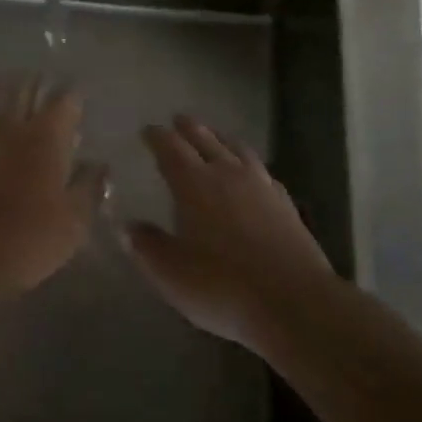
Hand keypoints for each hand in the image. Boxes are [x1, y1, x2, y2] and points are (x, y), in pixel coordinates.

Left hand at [0, 79, 103, 305]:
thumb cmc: (26, 240)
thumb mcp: (74, 223)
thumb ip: (89, 187)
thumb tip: (99, 165)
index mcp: (45, 136)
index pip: (64, 99)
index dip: (72, 99)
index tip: (76, 105)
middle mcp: (8, 124)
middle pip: (24, 89)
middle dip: (37, 87)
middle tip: (43, 93)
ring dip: (3, 100)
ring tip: (9, 106)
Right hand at [125, 115, 336, 349]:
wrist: (294, 302)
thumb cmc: (223, 287)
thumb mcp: (172, 274)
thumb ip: (147, 246)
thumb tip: (127, 226)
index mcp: (194, 184)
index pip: (171, 149)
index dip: (157, 137)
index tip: (148, 130)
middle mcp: (227, 174)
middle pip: (206, 140)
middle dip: (189, 128)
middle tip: (178, 120)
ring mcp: (260, 186)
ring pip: (237, 149)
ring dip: (221, 139)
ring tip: (214, 136)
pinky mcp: (285, 203)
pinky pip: (262, 171)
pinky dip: (250, 164)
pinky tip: (252, 174)